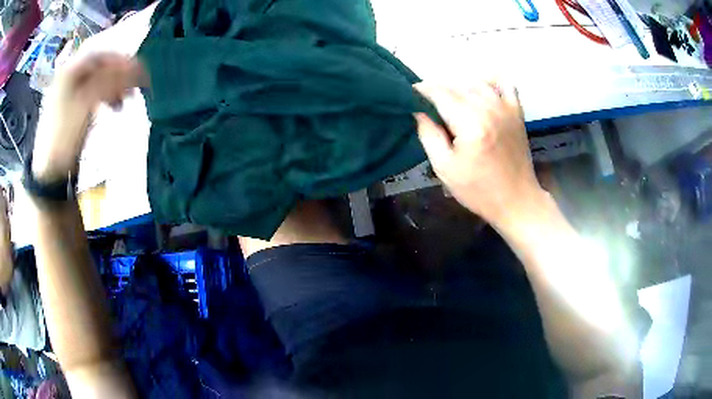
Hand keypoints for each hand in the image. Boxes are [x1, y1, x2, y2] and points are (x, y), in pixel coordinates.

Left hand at [31, 54, 145, 182]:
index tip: (139, 70)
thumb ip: (108, 81)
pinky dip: (106, 98)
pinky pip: (93, 95)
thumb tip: (134, 69)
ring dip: (114, 88)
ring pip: (98, 82)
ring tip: (124, 101)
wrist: (49, 171)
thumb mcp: (85, 104)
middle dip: (119, 75)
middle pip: (100, 68)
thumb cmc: (64, 135)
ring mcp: (70, 94)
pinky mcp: (72, 110)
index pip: (101, 55)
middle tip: (135, 87)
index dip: (121, 60)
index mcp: (70, 71)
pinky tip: (113, 107)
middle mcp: (70, 77)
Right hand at [415, 82, 544, 227]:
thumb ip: (428, 135)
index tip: (410, 94)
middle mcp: (489, 109)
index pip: (440, 93)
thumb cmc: (479, 190)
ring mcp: (506, 108)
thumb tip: (418, 111)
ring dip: (458, 86)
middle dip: (437, 89)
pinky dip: (490, 81)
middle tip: (427, 104)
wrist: (516, 201)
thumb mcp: (444, 168)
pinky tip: (481, 89)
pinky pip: (504, 83)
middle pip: (456, 85)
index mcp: (470, 124)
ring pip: (476, 82)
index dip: (422, 90)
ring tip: (450, 101)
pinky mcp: (517, 111)